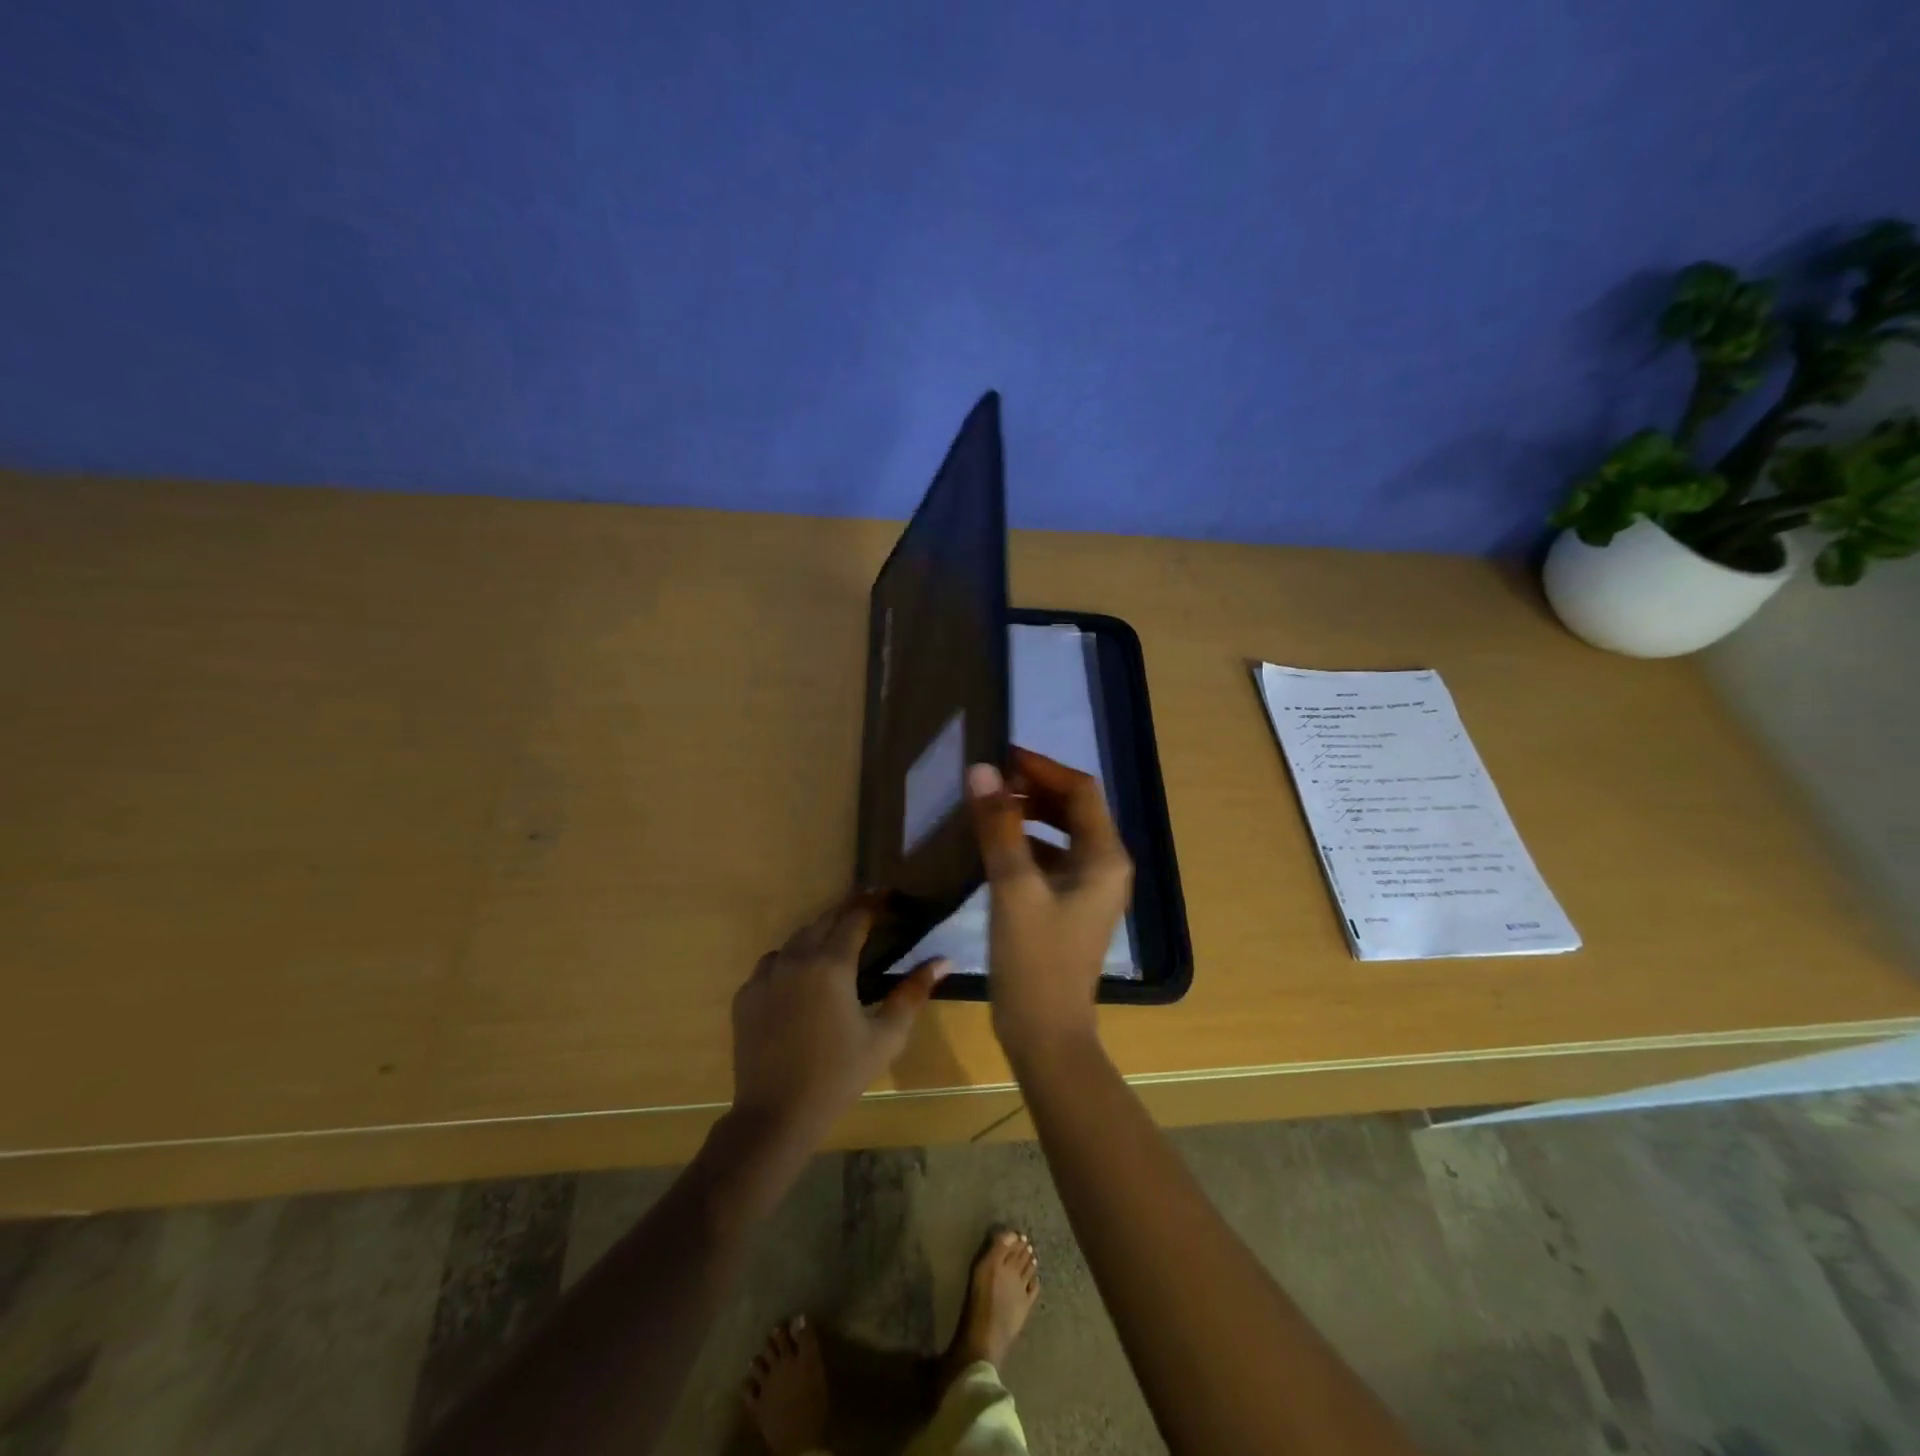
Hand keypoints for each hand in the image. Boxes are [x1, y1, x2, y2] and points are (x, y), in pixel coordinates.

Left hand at [730, 893, 948, 1146]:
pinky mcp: (746, 995)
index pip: (855, 918)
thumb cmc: (838, 1076)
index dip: (874, 902)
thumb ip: (912, 993)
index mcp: (831, 965)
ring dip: (818, 934)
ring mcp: (765, 975)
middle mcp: (795, 958)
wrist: (776, 1115)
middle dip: (847, 912)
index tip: (889, 894)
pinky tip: (801, 978)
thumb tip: (942, 960)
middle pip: (823, 921)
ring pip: (795, 939)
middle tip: (868, 912)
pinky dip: (791, 960)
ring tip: (835, 943)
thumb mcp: (885, 1037)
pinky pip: (772, 963)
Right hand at [966, 748, 1133, 1062]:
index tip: (1001, 756)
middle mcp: (1106, 866)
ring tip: (988, 807)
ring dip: (1030, 815)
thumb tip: (981, 770)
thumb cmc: (1035, 960)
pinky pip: (1052, 859)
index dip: (1042, 768)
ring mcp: (1091, 889)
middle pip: (1074, 809)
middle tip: (990, 781)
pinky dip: (1027, 844)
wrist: (1047, 1035)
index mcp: (1105, 857)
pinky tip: (994, 847)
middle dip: (1035, 789)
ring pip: (1062, 834)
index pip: (1080, 791)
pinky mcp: (1071, 907)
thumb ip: (998, 826)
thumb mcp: (1013, 887)